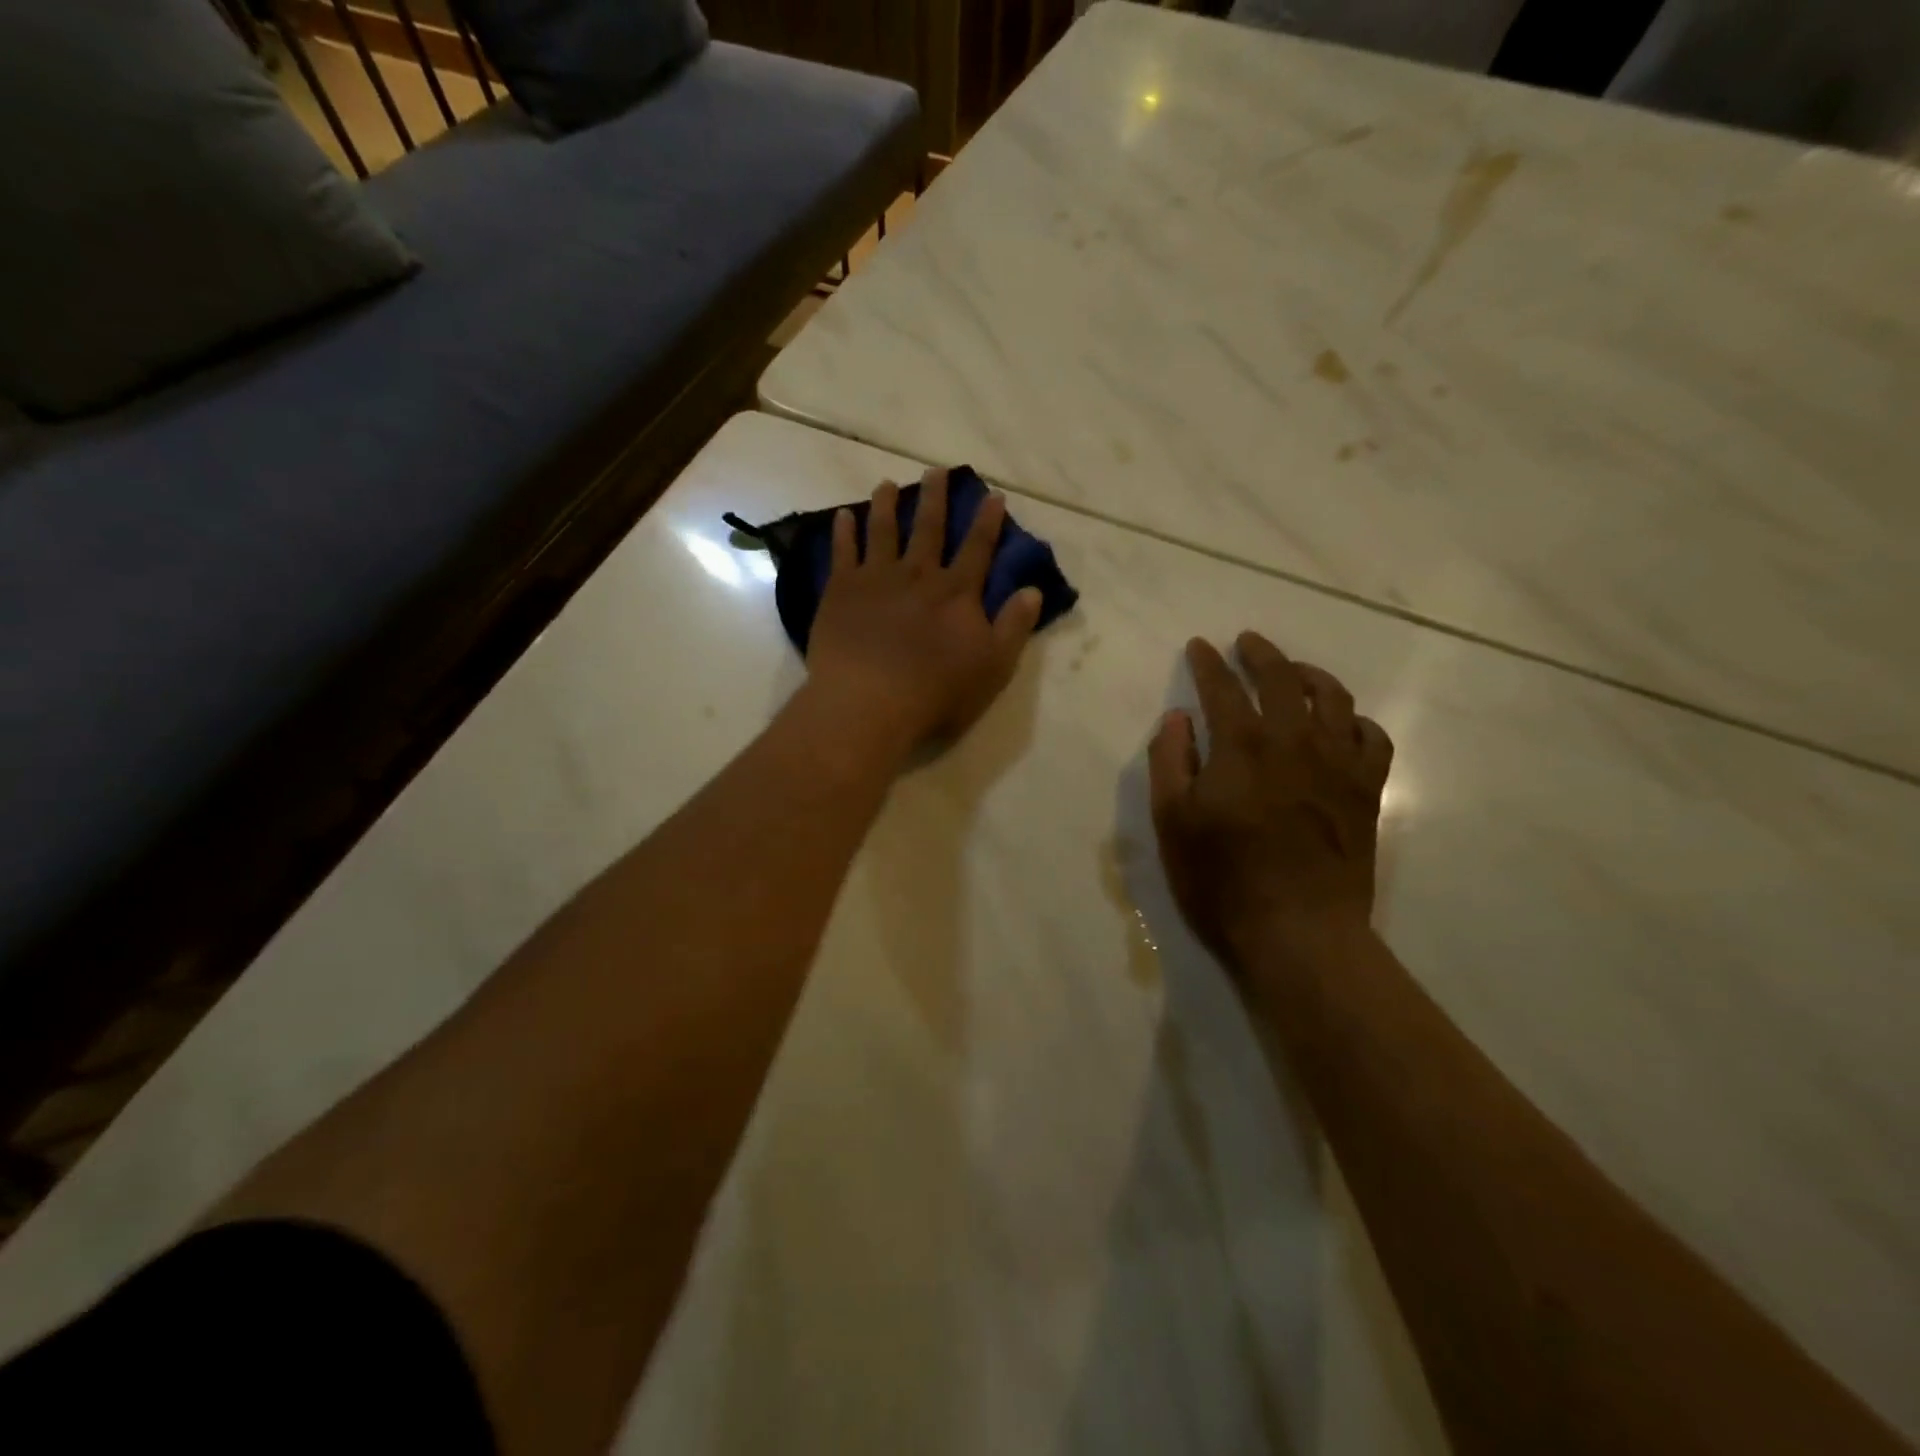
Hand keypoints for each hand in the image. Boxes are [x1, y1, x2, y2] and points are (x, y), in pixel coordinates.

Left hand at [806, 469, 1042, 760]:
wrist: (869, 703)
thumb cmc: (937, 693)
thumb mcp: (993, 667)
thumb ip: (1014, 627)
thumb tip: (1033, 591)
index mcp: (957, 593)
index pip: (978, 548)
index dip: (988, 521)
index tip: (993, 494)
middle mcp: (918, 575)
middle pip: (929, 528)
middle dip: (935, 498)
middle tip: (936, 470)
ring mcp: (876, 579)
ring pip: (883, 531)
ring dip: (887, 505)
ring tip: (888, 484)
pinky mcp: (840, 592)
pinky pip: (843, 552)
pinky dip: (844, 532)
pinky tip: (843, 516)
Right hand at [1149, 632, 1392, 1003]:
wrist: (1298, 932)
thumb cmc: (1222, 880)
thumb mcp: (1172, 822)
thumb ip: (1170, 762)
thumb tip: (1178, 719)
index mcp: (1242, 746)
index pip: (1222, 687)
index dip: (1207, 663)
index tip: (1199, 646)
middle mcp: (1294, 741)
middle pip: (1282, 679)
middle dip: (1261, 654)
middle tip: (1247, 642)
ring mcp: (1338, 764)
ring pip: (1333, 698)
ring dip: (1311, 675)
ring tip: (1294, 672)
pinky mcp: (1366, 792)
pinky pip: (1372, 739)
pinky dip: (1356, 721)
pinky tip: (1342, 724)